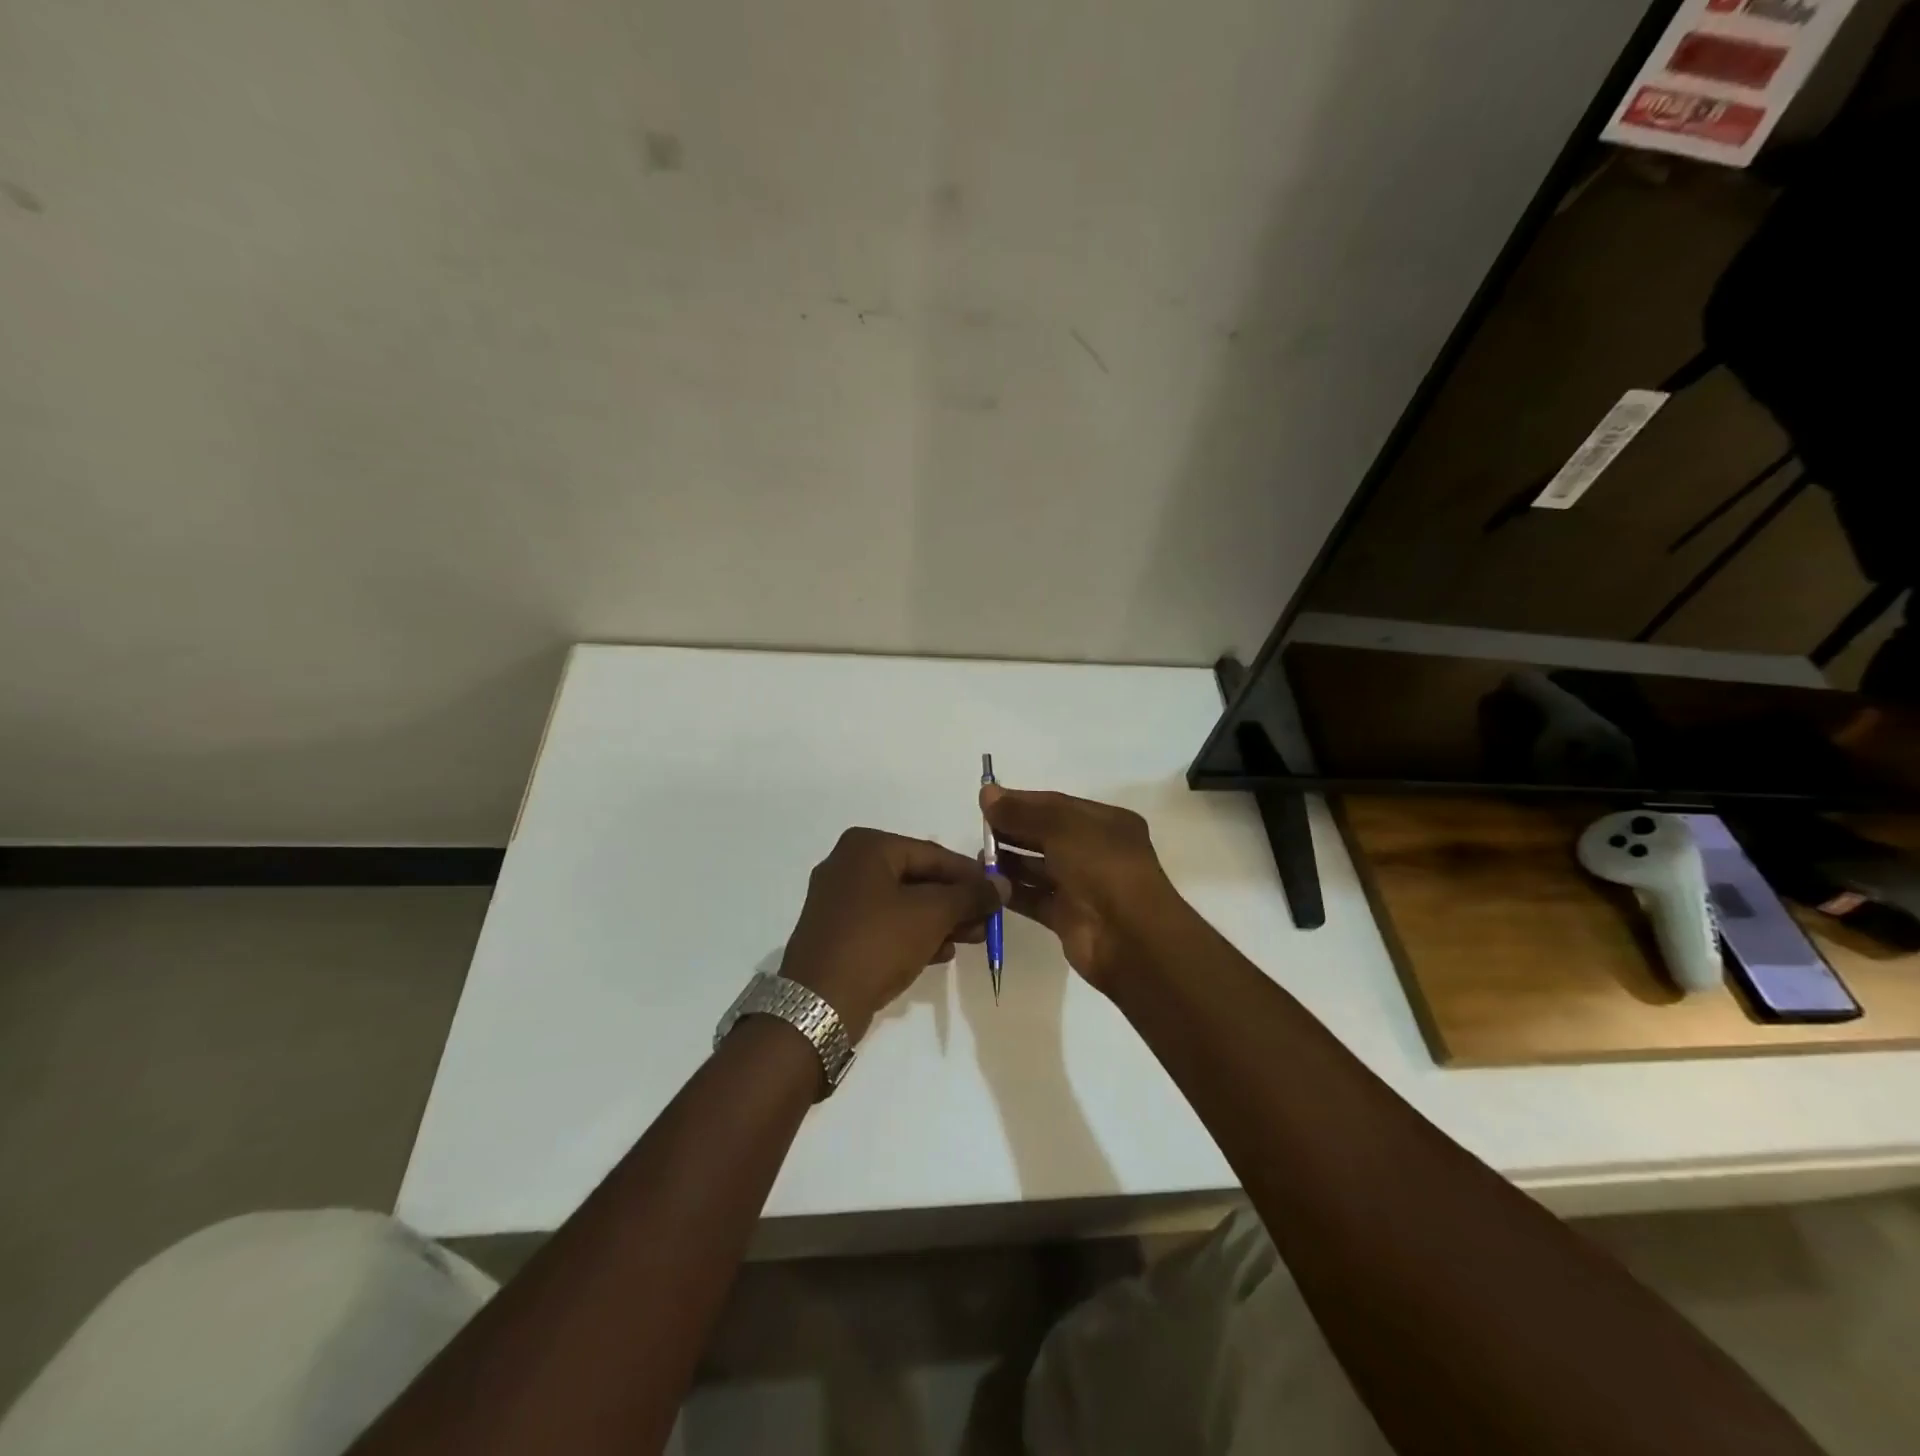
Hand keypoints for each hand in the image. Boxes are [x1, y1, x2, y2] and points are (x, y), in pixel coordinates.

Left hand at [780, 828, 1008, 1041]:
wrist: (819, 1003)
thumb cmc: (878, 942)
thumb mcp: (932, 914)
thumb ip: (970, 895)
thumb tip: (1002, 884)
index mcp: (866, 847)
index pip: (932, 854)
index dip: (970, 874)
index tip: (999, 892)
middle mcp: (848, 865)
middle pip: (918, 878)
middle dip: (956, 902)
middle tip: (988, 921)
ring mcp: (839, 901)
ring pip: (903, 903)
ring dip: (940, 920)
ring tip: (974, 939)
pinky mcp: (838, 933)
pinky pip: (885, 924)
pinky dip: (914, 934)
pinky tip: (942, 953)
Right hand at [980, 785, 1186, 990]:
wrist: (1129, 938)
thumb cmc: (1102, 868)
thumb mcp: (1063, 828)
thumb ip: (1023, 811)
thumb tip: (987, 794)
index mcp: (1106, 823)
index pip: (1057, 805)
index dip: (1022, 802)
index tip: (987, 802)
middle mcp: (1096, 852)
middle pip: (1046, 835)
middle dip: (1014, 830)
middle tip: (980, 830)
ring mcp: (1082, 887)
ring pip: (1039, 867)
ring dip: (1010, 861)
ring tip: (980, 857)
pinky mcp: (1067, 917)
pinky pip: (1035, 898)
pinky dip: (1012, 890)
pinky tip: (987, 883)